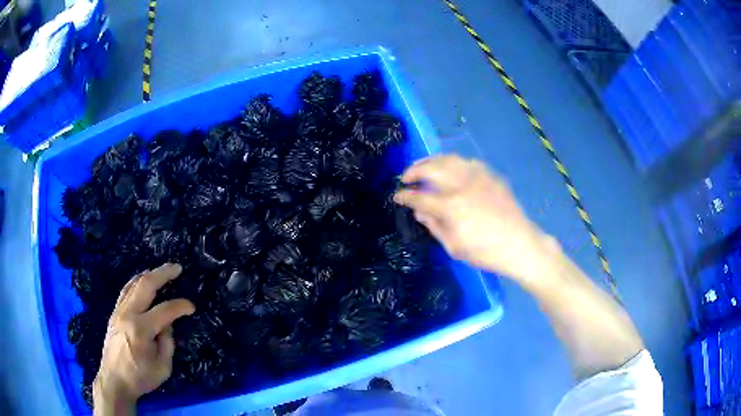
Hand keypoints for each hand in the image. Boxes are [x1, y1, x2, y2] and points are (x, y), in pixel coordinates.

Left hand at [93, 263, 194, 413]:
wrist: (114, 380)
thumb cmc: (140, 377)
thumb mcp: (163, 368)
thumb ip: (167, 343)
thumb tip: (167, 325)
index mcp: (142, 329)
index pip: (165, 310)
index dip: (180, 306)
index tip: (192, 307)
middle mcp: (128, 314)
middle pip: (146, 285)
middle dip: (163, 273)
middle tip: (177, 268)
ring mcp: (119, 311)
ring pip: (134, 283)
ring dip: (149, 274)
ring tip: (162, 271)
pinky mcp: (114, 313)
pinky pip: (126, 290)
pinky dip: (137, 282)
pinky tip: (143, 281)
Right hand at [394, 155, 559, 288]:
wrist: (520, 245)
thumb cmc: (486, 253)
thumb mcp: (454, 247)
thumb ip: (434, 225)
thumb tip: (419, 211)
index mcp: (451, 206)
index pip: (420, 196)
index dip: (405, 195)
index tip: (397, 195)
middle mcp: (462, 185)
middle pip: (431, 168)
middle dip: (414, 170)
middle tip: (406, 177)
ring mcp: (479, 177)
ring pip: (449, 159)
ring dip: (431, 161)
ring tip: (423, 167)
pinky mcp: (491, 176)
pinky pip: (468, 162)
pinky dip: (453, 163)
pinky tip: (450, 169)